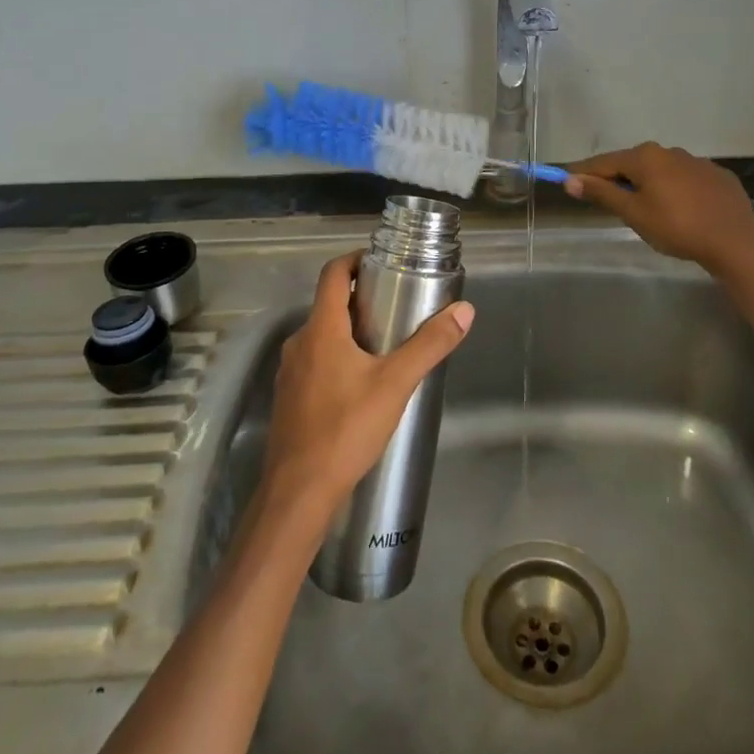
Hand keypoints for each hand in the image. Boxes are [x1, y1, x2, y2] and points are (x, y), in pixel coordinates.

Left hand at [261, 251, 474, 518]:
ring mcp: (289, 373)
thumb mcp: (396, 384)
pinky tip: (361, 384)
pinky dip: (337, 358)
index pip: (333, 273)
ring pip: (322, 336)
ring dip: (350, 330)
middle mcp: (299, 343)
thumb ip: (430, 346)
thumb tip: (464, 311)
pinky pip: (314, 362)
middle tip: (396, 304)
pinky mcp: (289, 399)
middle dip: (360, 298)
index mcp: (321, 329)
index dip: (355, 260)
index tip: (382, 263)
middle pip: (328, 304)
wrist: (298, 494)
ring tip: (385, 344)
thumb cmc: (345, 430)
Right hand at [565, 142, 753, 271]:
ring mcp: (696, 162)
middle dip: (617, 178)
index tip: (567, 179)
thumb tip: (570, 179)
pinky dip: (675, 190)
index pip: (604, 162)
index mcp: (645, 157)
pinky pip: (686, 180)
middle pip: (633, 164)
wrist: (734, 240)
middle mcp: (669, 151)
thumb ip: (603, 194)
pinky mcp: (717, 177)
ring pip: (661, 171)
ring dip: (648, 184)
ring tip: (644, 208)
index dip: (584, 172)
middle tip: (606, 199)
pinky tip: (679, 209)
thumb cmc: (676, 226)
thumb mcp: (633, 213)